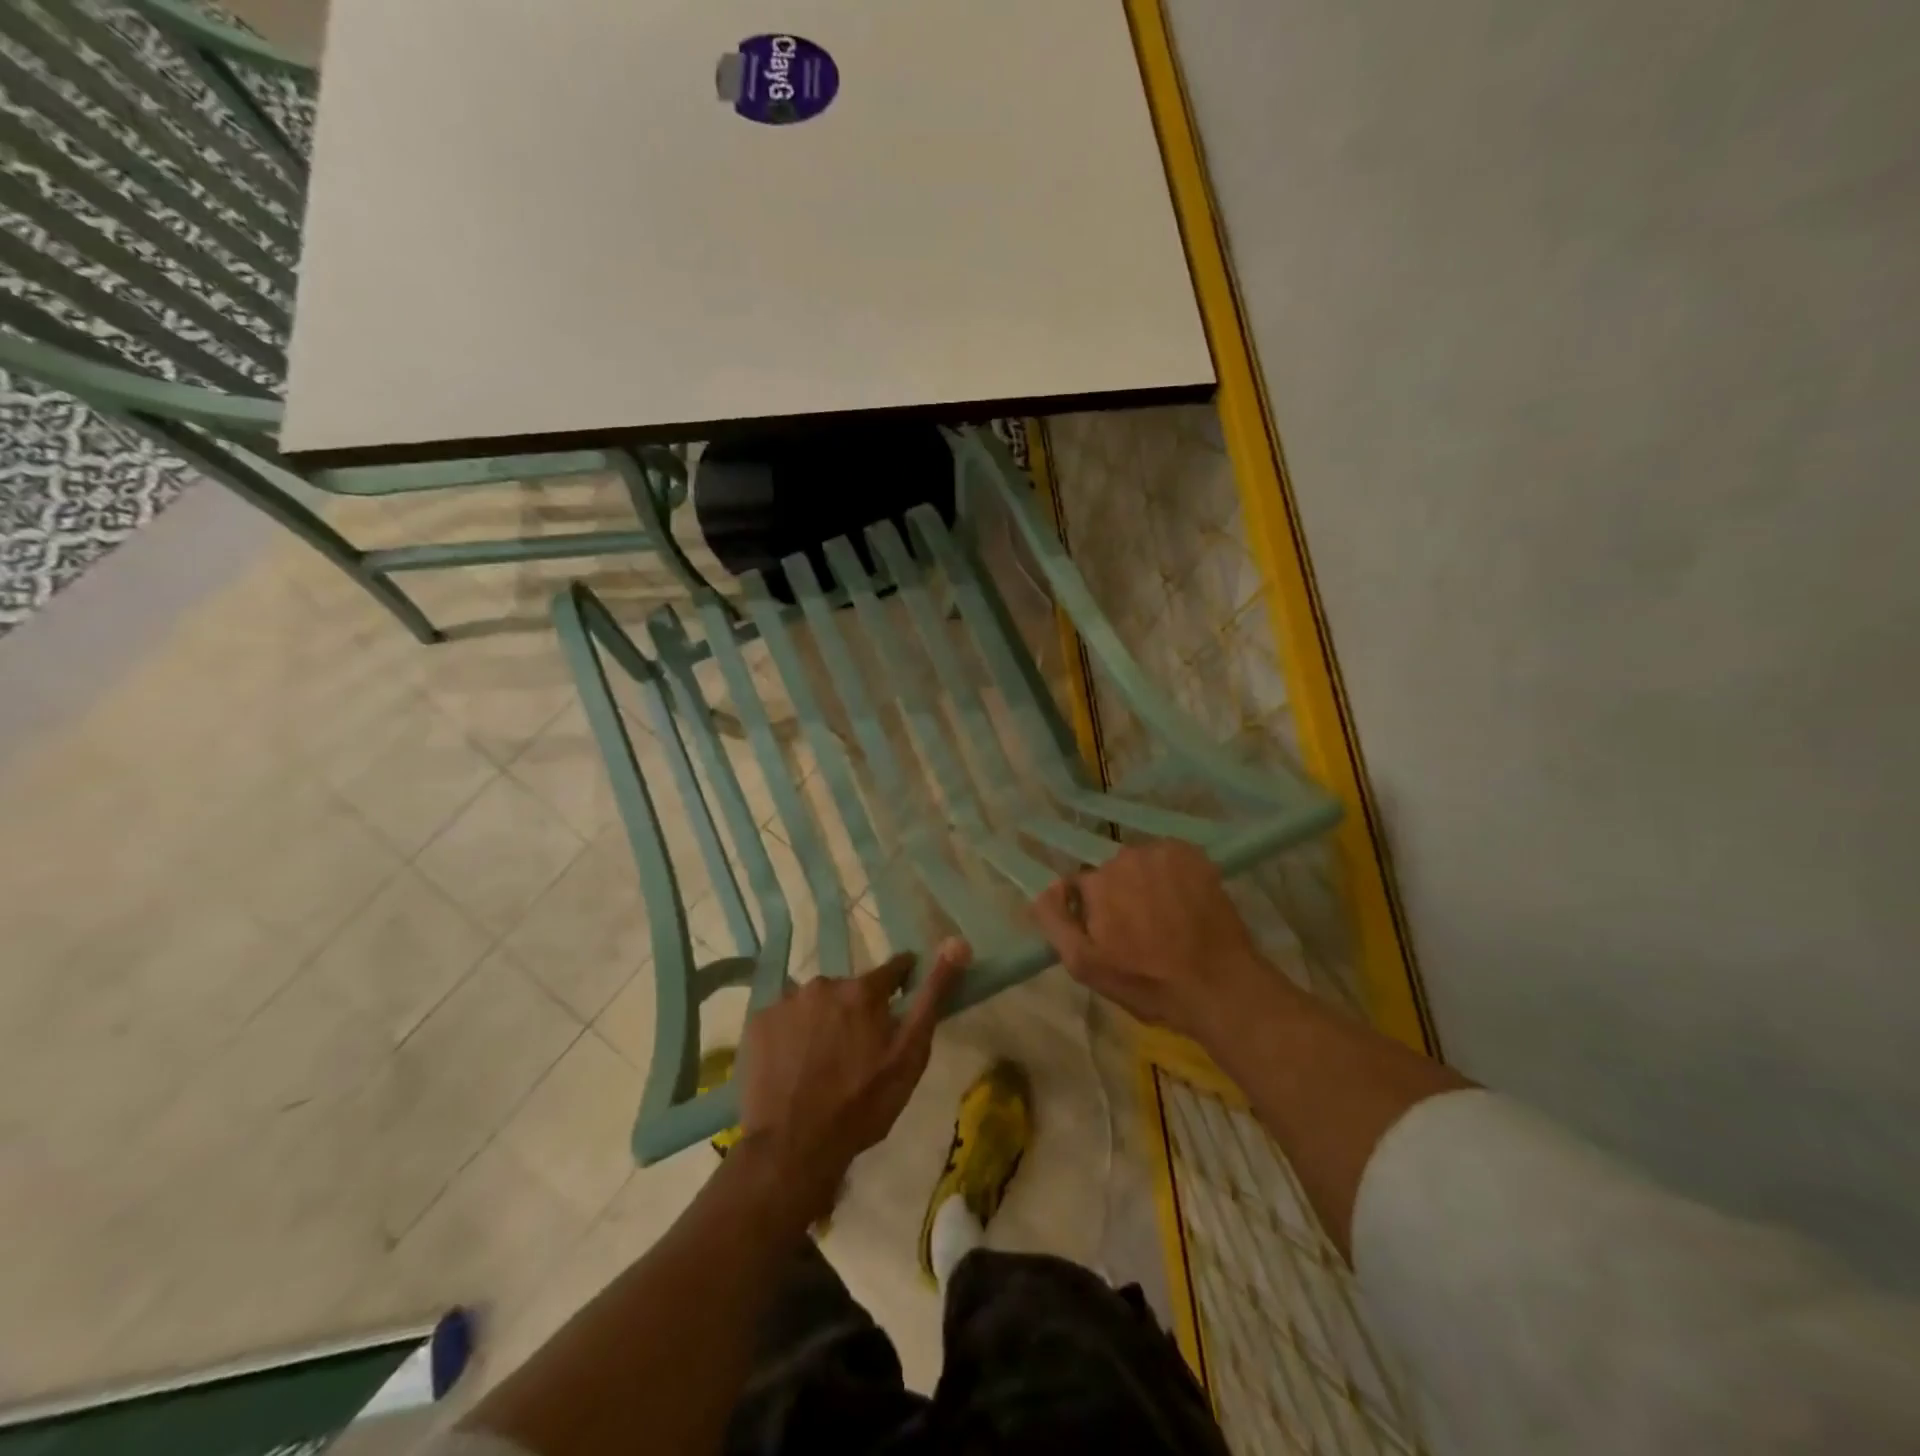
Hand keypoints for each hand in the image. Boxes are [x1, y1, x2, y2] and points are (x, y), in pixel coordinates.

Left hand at [738, 939, 969, 1218]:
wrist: (793, 1148)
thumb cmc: (862, 1105)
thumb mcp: (910, 1055)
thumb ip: (932, 996)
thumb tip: (957, 942)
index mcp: (863, 990)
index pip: (893, 969)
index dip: (902, 982)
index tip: (902, 999)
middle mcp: (823, 983)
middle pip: (850, 989)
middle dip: (857, 1010)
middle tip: (858, 1050)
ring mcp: (785, 1001)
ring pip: (815, 1003)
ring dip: (823, 1020)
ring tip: (822, 1062)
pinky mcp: (756, 1023)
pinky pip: (784, 1018)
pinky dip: (792, 1034)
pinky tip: (794, 1065)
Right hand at [1032, 842, 1275, 1045]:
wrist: (1219, 986)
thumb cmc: (1147, 983)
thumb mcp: (1085, 966)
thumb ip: (1055, 921)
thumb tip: (1047, 888)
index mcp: (1097, 883)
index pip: (1081, 887)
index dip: (1093, 912)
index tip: (1111, 936)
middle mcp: (1126, 857)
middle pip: (1112, 872)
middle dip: (1120, 895)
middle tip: (1141, 932)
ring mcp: (1164, 853)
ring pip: (1142, 864)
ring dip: (1147, 884)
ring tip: (1167, 919)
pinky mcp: (1195, 855)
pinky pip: (1170, 859)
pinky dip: (1174, 876)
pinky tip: (1186, 905)